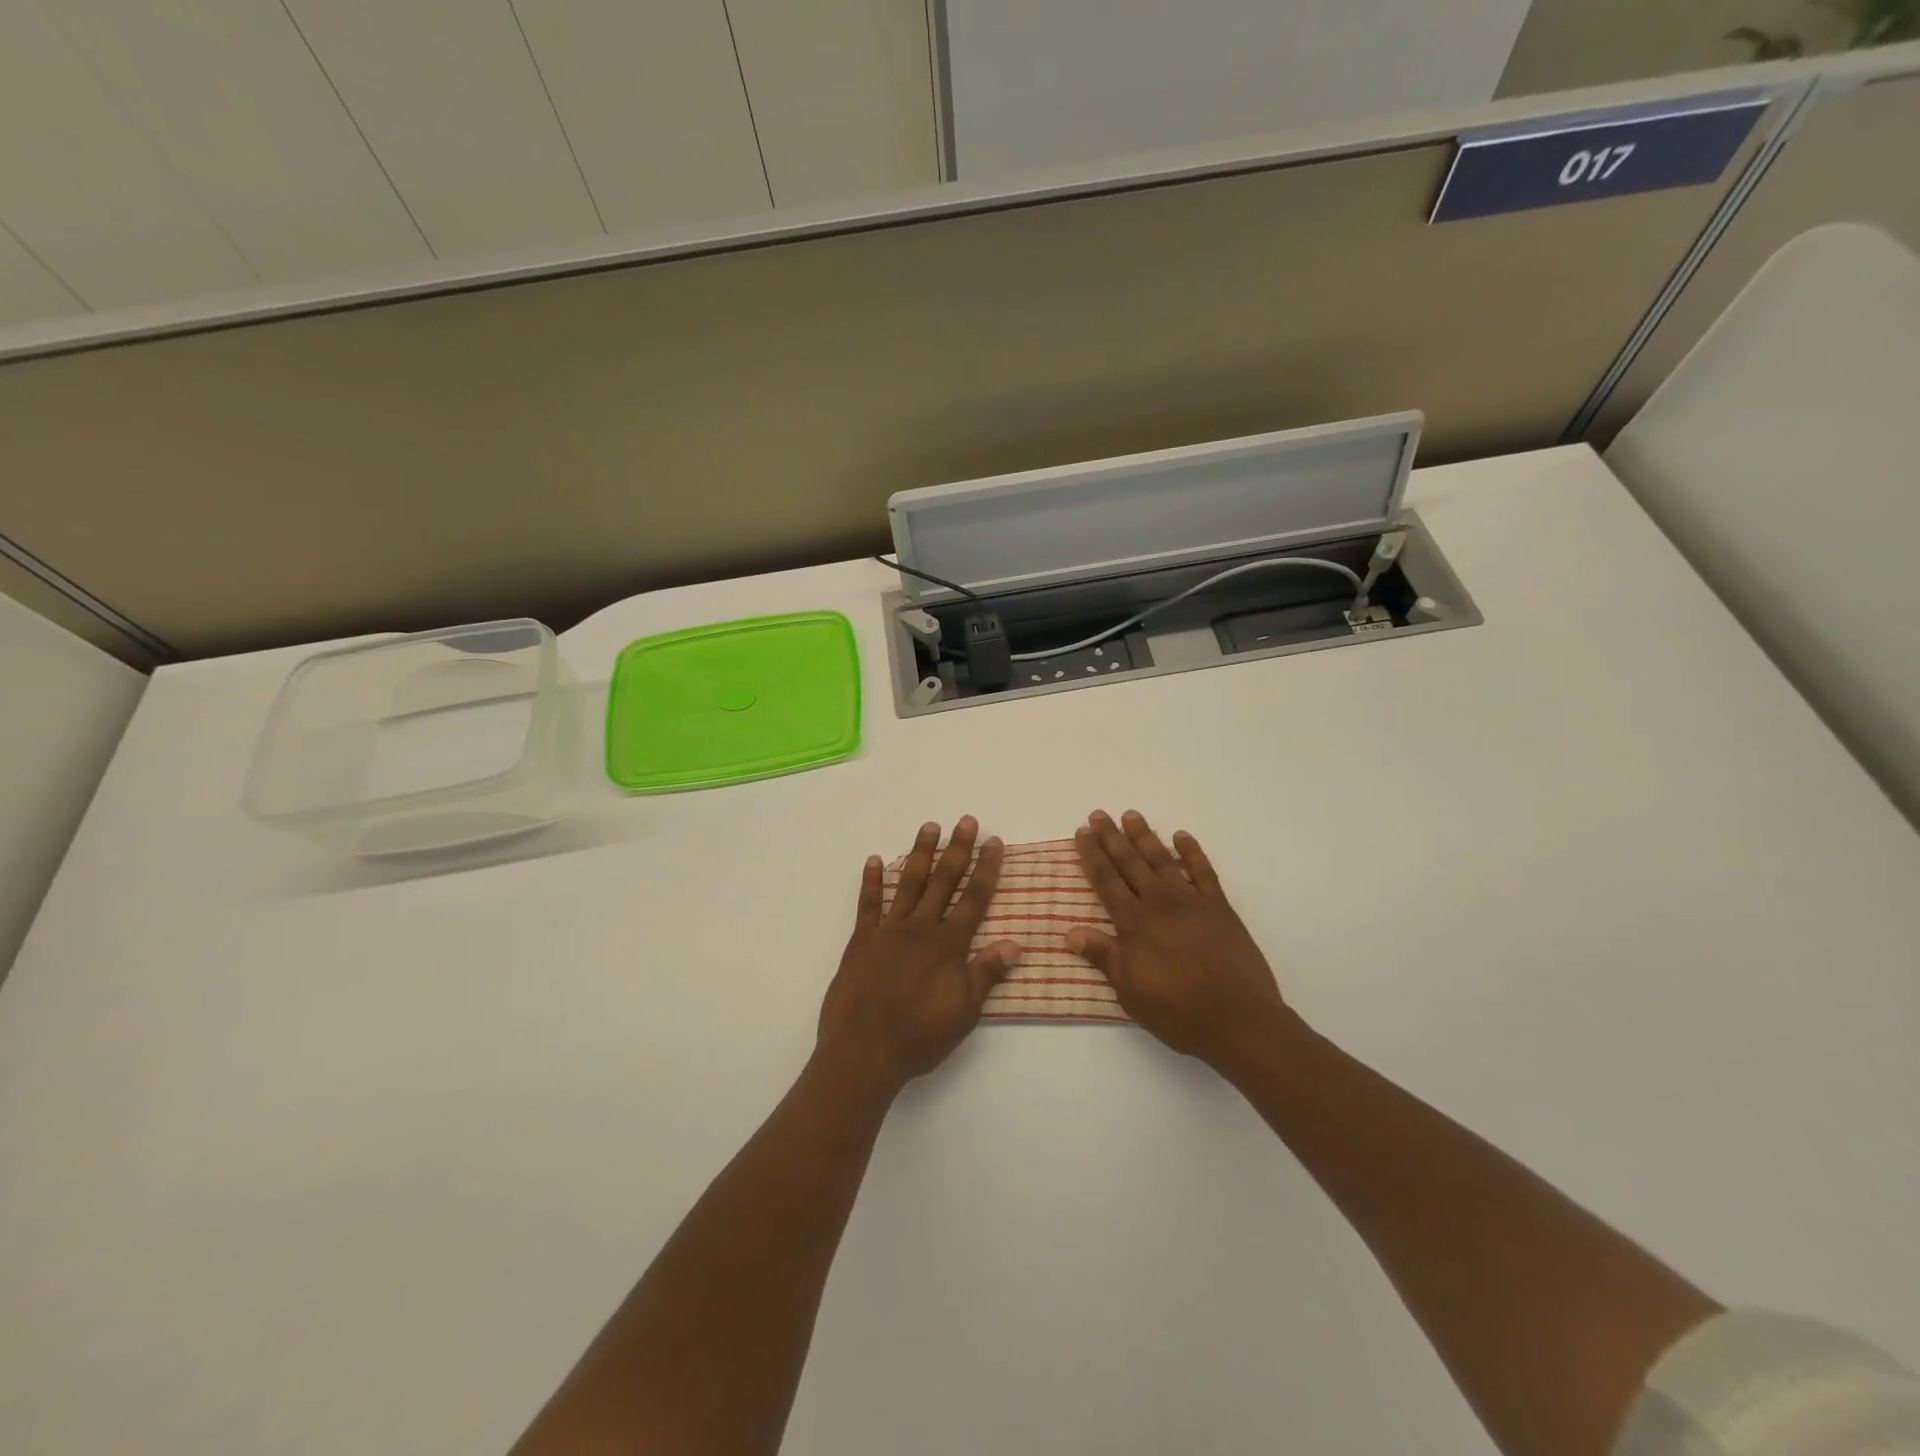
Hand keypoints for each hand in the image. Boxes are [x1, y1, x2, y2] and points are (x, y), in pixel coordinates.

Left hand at [817, 817, 1021, 1095]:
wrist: (864, 1051)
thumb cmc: (920, 1036)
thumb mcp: (965, 1012)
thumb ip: (987, 974)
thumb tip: (1016, 943)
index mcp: (948, 945)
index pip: (974, 899)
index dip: (986, 869)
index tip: (994, 842)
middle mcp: (920, 929)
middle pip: (943, 881)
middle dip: (957, 850)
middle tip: (966, 820)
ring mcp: (888, 931)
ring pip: (908, 883)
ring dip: (920, 853)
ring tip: (929, 827)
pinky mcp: (861, 941)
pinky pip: (868, 904)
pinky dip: (871, 881)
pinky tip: (874, 860)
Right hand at [1067, 810, 1294, 1073]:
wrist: (1238, 1019)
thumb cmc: (1178, 1011)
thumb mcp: (1130, 991)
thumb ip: (1103, 956)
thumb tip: (1070, 933)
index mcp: (1134, 924)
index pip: (1106, 881)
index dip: (1091, 855)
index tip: (1081, 833)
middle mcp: (1160, 904)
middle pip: (1130, 863)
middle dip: (1112, 837)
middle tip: (1098, 814)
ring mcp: (1192, 902)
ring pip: (1163, 860)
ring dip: (1145, 836)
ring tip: (1131, 815)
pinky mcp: (1220, 908)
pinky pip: (1204, 871)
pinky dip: (1192, 852)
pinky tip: (1182, 836)